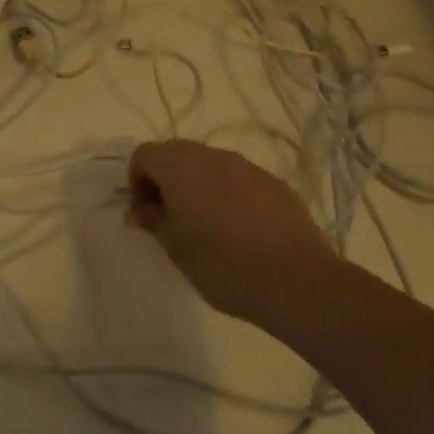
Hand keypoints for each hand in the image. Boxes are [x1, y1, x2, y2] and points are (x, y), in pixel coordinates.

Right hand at [127, 140, 341, 322]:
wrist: (296, 281)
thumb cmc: (222, 265)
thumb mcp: (175, 248)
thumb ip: (152, 220)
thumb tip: (139, 209)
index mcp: (181, 168)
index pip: (145, 154)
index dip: (137, 180)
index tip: (145, 211)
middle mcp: (212, 156)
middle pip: (176, 152)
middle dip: (165, 177)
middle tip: (169, 215)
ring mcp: (247, 167)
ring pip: (209, 163)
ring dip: (197, 183)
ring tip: (205, 222)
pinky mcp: (274, 183)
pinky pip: (238, 177)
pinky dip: (227, 191)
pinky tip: (238, 226)